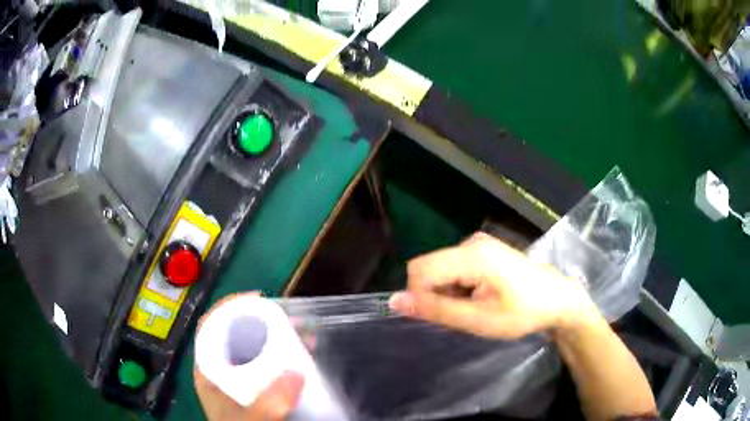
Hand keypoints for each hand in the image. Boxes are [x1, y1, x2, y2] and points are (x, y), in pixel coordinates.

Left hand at [194, 293, 304, 420]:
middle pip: (233, 334)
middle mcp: (221, 371)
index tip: (256, 298)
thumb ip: (269, 402)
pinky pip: (268, 364)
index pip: (210, 327)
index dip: (229, 307)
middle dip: (259, 320)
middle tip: (285, 315)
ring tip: (300, 330)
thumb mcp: (250, 419)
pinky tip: (302, 354)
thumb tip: (296, 373)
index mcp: (209, 371)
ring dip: (275, 336)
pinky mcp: (256, 389)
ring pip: (253, 349)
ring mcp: (240, 380)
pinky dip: (283, 355)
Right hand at [388, 232, 601, 338]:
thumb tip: (394, 301)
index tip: (444, 317)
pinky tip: (479, 297)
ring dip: (447, 292)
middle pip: (429, 268)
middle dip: (435, 295)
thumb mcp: (477, 319)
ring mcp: (478, 244)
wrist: (558, 299)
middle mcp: (472, 242)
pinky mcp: (483, 250)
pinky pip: (453, 267)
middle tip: (462, 314)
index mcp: (472, 255)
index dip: (421, 297)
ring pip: (440, 269)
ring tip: (474, 307)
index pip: (419, 270)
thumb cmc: (522, 313)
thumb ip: (435, 309)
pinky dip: (457, 286)